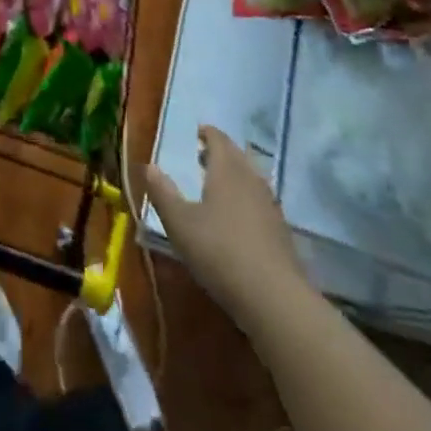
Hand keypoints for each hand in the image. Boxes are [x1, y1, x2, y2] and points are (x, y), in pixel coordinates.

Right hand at [147, 127, 312, 332]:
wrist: (274, 297)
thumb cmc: (219, 252)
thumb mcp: (180, 223)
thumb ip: (163, 193)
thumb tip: (149, 166)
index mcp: (227, 170)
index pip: (218, 140)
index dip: (207, 133)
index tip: (197, 132)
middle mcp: (252, 180)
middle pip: (238, 155)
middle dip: (222, 151)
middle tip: (204, 155)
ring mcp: (270, 205)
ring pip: (252, 178)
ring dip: (235, 174)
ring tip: (219, 183)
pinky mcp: (281, 231)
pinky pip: (261, 200)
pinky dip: (247, 197)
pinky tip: (239, 216)